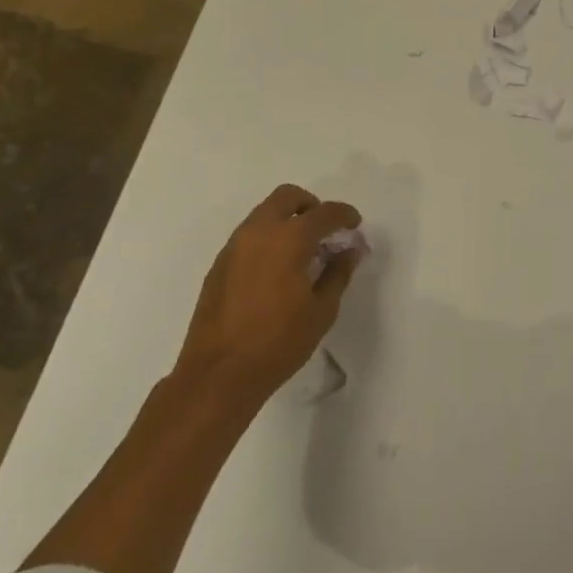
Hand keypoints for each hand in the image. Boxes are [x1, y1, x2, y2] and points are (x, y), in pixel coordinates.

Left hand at [173, 184, 364, 399]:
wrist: (217, 376)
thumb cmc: (278, 343)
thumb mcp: (322, 310)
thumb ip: (338, 273)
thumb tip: (350, 250)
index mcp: (290, 238)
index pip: (325, 212)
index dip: (345, 215)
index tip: (354, 225)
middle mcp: (260, 232)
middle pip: (287, 197)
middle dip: (311, 206)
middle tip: (324, 230)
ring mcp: (235, 246)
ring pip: (265, 213)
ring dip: (286, 220)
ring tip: (301, 251)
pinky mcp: (219, 264)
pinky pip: (249, 235)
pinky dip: (268, 238)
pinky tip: (276, 270)